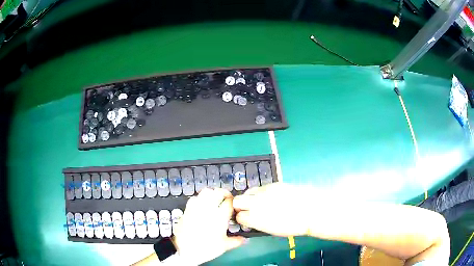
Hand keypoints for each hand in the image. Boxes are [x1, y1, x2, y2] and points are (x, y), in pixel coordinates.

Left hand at [173, 188, 246, 264]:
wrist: (184, 249)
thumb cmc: (206, 248)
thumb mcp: (224, 246)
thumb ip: (236, 241)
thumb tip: (245, 240)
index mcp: (220, 217)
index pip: (230, 202)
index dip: (234, 202)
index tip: (235, 206)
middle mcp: (209, 209)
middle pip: (218, 192)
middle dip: (224, 194)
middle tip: (227, 200)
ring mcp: (197, 207)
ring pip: (206, 191)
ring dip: (213, 193)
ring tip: (215, 200)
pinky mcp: (188, 209)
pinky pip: (195, 198)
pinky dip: (200, 198)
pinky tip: (202, 205)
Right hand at [233, 183, 310, 236]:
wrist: (311, 210)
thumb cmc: (293, 226)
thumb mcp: (271, 230)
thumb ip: (257, 223)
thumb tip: (250, 219)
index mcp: (255, 218)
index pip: (238, 216)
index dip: (241, 218)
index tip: (246, 219)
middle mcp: (256, 203)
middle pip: (237, 200)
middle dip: (240, 205)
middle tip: (249, 209)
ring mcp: (264, 191)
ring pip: (248, 191)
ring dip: (250, 197)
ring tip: (261, 202)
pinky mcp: (273, 184)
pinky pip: (261, 187)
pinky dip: (261, 192)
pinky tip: (271, 197)